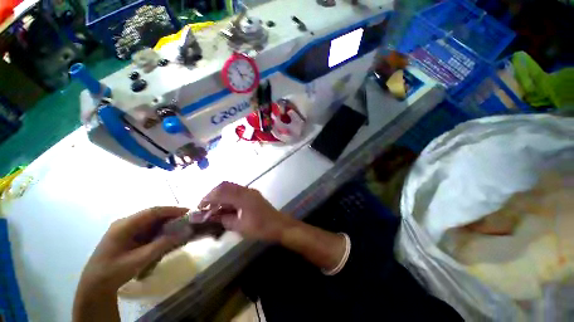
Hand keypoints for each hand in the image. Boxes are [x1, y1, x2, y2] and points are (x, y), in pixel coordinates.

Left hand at [76, 207, 187, 296]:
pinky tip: (165, 235)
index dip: (172, 210)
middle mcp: (125, 222)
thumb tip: (184, 232)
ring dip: (165, 223)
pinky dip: (158, 230)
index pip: (153, 211)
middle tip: (186, 220)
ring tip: (179, 227)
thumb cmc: (115, 271)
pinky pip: (146, 228)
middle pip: (152, 214)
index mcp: (125, 225)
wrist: (95, 285)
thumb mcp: (140, 259)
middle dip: (170, 216)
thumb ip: (162, 244)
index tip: (188, 211)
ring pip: (150, 220)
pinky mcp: (127, 235)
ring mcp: (125, 228)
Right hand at [198, 182, 294, 240]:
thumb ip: (224, 219)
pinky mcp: (252, 195)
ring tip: (213, 208)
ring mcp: (250, 192)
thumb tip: (211, 217)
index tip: (200, 207)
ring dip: (221, 196)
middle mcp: (246, 190)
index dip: (208, 198)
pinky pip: (237, 192)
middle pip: (225, 185)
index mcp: (243, 197)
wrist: (279, 225)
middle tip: (205, 206)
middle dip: (213, 194)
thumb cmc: (260, 227)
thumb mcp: (240, 226)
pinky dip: (228, 198)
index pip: (221, 191)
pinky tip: (224, 207)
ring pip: (231, 188)